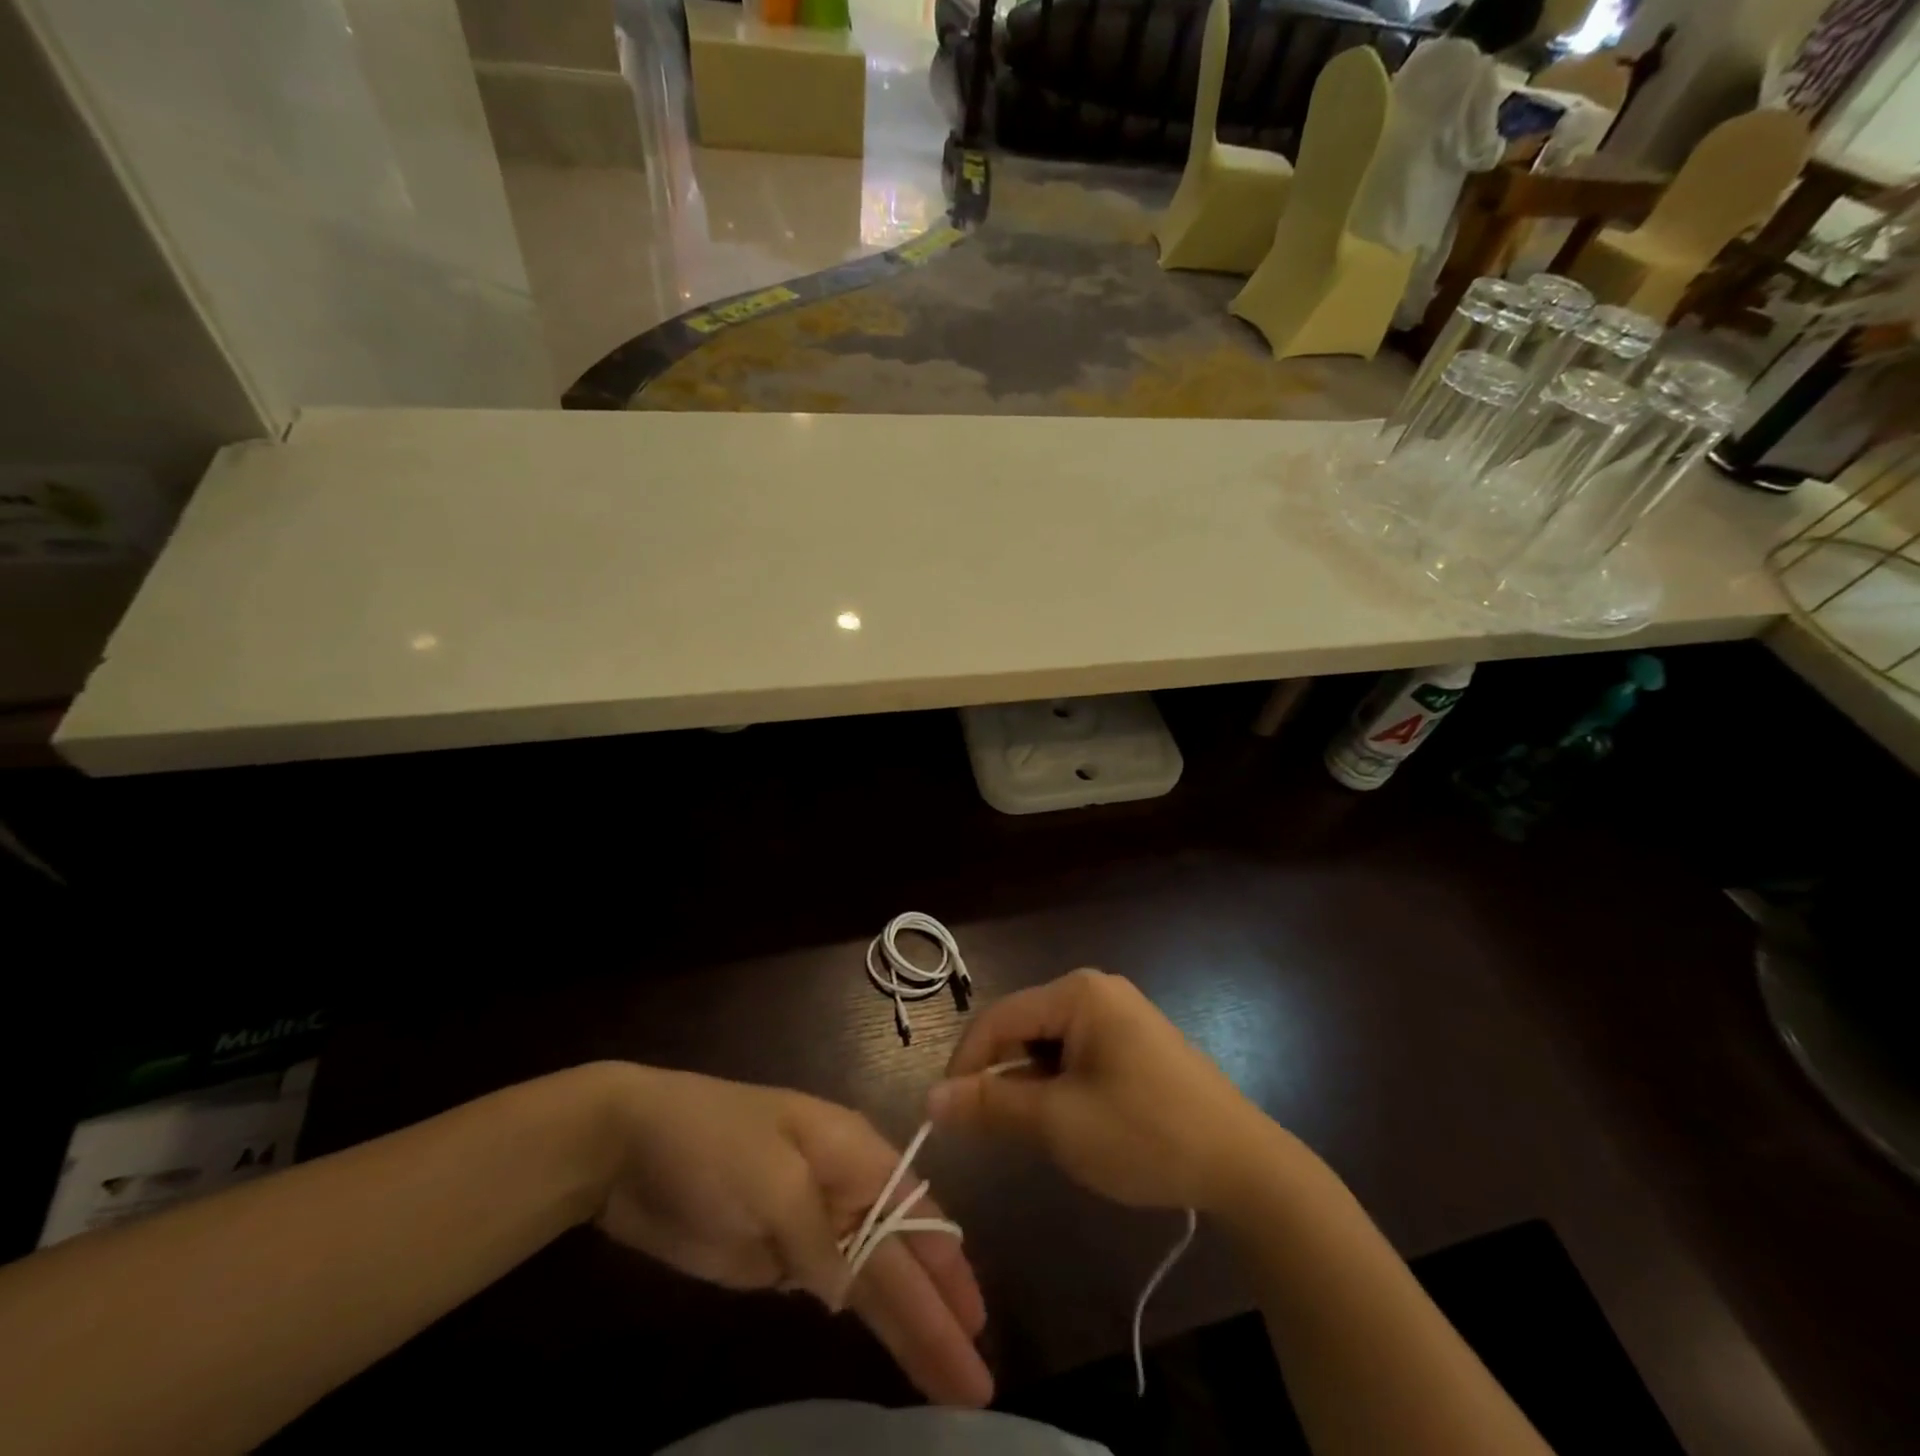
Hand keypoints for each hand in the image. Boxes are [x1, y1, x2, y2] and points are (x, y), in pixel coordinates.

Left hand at [592, 1066, 990, 1405]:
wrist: (632, 1146)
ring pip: (874, 1282)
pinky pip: (835, 1293)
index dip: (947, 1265)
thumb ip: (817, 1237)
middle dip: (940, 1313)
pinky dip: (866, 1324)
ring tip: (950, 1387)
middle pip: (902, 1255)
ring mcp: (812, 1225)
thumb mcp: (771, 1179)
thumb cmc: (713, 1141)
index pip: (915, 1210)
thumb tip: (852, 1291)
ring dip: (911, 1329)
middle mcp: (844, 1187)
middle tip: (978, 1382)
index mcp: (852, 1150)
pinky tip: (894, 1349)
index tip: (977, 1321)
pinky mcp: (779, 1258)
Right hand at [929, 969, 1277, 1211]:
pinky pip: (1076, 1053)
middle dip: (1002, 1076)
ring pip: (1048, 1043)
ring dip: (1032, 1085)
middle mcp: (1096, 990)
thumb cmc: (1146, 1135)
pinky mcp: (1134, 1040)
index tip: (945, 1114)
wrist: (1244, 1166)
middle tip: (994, 1131)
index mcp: (1078, 994)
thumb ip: (992, 1106)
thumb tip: (930, 1099)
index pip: (998, 1017)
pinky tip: (1074, 1121)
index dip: (965, 1063)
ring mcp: (1119, 1013)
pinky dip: (1060, 1085)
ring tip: (1042, 1132)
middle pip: (1023, 1027)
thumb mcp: (1060, 1123)